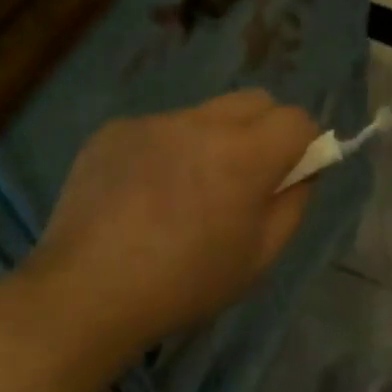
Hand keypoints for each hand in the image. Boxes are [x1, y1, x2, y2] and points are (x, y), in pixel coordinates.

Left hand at [27, 91, 319, 351]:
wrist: (88, 291)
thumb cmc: (185, 284)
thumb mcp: (259, 258)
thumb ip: (293, 204)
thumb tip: (304, 169)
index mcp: (243, 154)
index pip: (296, 118)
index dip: (303, 144)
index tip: (289, 175)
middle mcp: (199, 123)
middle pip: (254, 100)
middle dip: (264, 130)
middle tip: (243, 179)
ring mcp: (151, 123)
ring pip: (203, 115)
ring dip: (211, 141)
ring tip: (182, 193)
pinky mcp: (113, 131)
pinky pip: (158, 129)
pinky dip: (165, 151)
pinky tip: (141, 195)